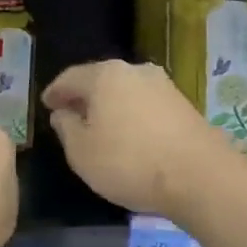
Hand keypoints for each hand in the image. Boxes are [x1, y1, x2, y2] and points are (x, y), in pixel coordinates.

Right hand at [44, 60, 230, 218]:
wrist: (200, 176)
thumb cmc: (129, 162)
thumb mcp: (81, 152)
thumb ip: (66, 128)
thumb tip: (64, 113)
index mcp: (104, 75)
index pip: (70, 77)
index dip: (55, 91)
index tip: (46, 104)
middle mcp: (134, 70)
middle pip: (100, 80)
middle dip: (84, 96)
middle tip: (70, 113)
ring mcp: (163, 85)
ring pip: (125, 91)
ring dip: (110, 106)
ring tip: (100, 126)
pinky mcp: (183, 105)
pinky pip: (145, 105)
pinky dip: (131, 115)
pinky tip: (129, 134)